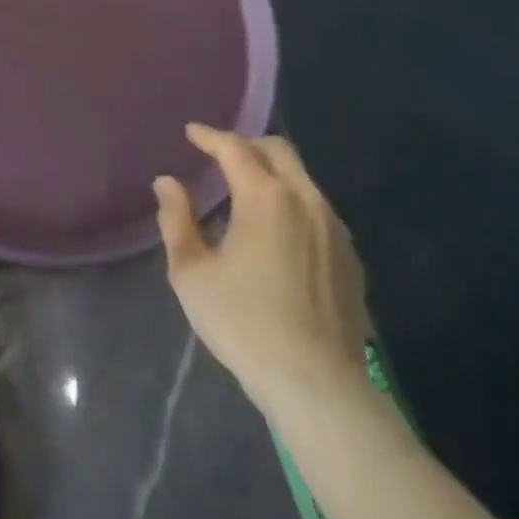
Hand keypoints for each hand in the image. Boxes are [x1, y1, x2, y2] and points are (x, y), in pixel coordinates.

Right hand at [154, 125, 369, 412]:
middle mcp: (305, 200)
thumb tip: (167, 183)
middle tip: (220, 157)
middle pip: (278, 151)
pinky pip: (318, 210)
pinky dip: (293, 203)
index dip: (209, 136)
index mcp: (265, 197)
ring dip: (273, 174)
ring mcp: (334, 229)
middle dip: (246, 145)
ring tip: (247, 194)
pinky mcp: (350, 258)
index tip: (191, 133)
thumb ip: (176, 220)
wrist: (318, 386)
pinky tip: (279, 232)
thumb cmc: (245, 323)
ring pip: (302, 179)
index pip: (234, 148)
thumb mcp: (192, 273)